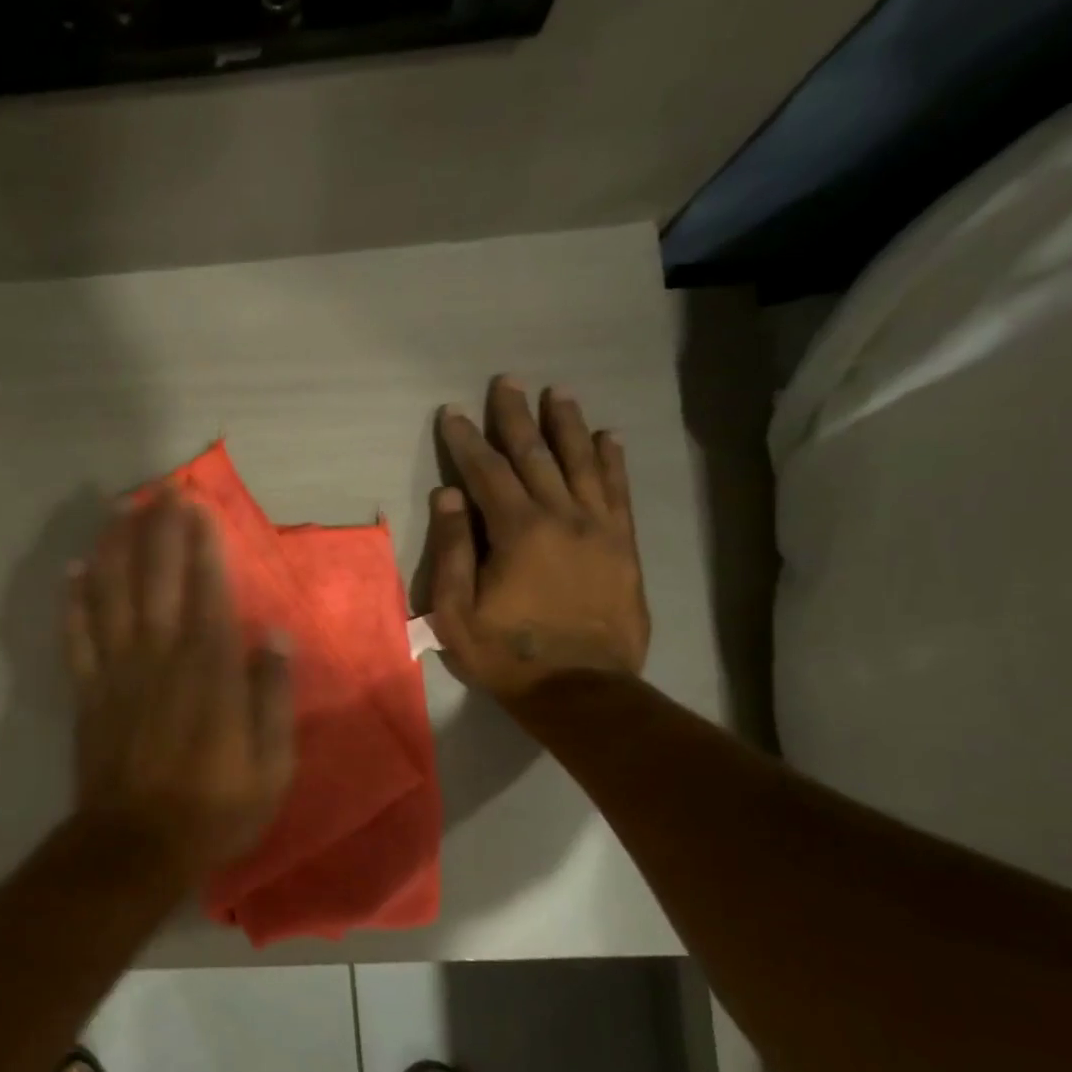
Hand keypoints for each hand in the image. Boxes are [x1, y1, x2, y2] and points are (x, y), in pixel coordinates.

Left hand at [67, 491, 295, 872]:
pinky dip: (73, 603)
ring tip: (118, 511)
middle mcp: (161, 658)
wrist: (137, 846)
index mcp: (209, 671)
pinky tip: (72, 571)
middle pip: (158, 581)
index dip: (204, 546)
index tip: (200, 506)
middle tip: (161, 489)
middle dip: (161, 531)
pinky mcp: (88, 693)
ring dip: (115, 549)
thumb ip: (272, 697)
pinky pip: (77, 638)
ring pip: (112, 597)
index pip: (208, 592)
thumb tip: (277, 637)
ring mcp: (118, 673)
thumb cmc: (214, 807)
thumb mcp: (270, 765)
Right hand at [428, 376, 649, 699]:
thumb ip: (452, 550)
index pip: (486, 472)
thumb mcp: (456, 611)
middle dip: (516, 418)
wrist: (581, 689)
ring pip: (581, 463)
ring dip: (566, 426)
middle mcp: (561, 517)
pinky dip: (611, 461)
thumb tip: (448, 495)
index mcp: (516, 531)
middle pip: (535, 456)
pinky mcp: (623, 546)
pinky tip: (607, 438)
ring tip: (557, 394)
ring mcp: (599, 529)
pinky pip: (617, 492)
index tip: (452, 412)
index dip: (466, 440)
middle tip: (507, 383)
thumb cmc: (506, 654)